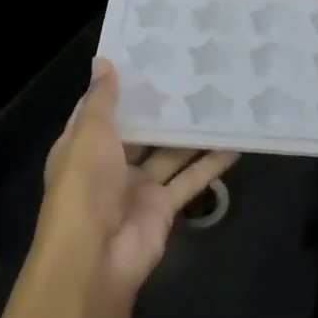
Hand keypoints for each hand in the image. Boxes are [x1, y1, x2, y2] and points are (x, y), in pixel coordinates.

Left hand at [34, 59, 238, 299]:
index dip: (120, 87)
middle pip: (139, 130)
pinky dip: (210, 164)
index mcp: (83, 145)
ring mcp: (138, 187)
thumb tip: (103, 61)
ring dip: (190, 133)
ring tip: (217, 101)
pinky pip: (189, 179)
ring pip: (168, 153)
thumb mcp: (89, 134)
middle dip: (160, 108)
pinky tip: (234, 143)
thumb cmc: (85, 186)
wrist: (95, 258)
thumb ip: (102, 100)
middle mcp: (109, 164)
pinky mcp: (163, 207)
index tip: (147, 59)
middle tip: (191, 74)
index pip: (100, 110)